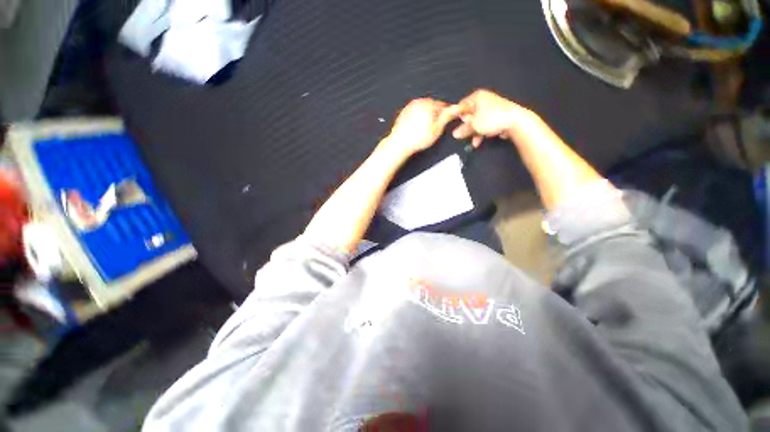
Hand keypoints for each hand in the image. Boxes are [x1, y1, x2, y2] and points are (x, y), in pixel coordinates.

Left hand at [383, 98, 457, 156]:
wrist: (400, 143)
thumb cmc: (416, 139)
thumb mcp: (437, 129)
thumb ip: (448, 116)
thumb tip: (457, 108)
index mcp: (428, 104)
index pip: (443, 105)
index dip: (445, 116)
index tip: (443, 124)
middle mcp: (419, 102)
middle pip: (433, 107)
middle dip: (434, 116)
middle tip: (432, 129)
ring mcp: (410, 106)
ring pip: (423, 110)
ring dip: (426, 118)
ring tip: (423, 131)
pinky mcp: (404, 112)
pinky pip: (415, 114)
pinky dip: (417, 120)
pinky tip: (416, 129)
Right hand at [451, 89, 530, 147]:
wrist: (515, 122)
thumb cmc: (492, 119)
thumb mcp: (473, 125)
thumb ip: (463, 130)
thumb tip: (455, 134)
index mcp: (477, 97)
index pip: (461, 105)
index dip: (457, 116)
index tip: (454, 125)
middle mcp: (484, 100)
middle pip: (469, 115)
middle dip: (466, 127)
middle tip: (463, 134)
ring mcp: (490, 109)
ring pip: (477, 122)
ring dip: (473, 132)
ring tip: (473, 141)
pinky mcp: (496, 117)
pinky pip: (484, 125)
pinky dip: (481, 133)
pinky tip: (479, 141)